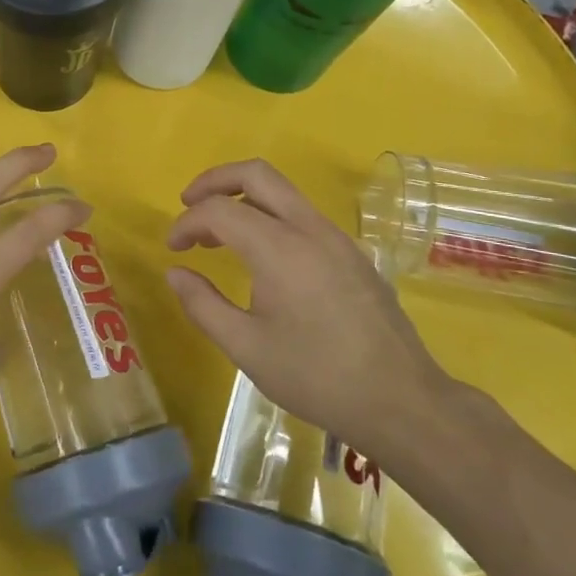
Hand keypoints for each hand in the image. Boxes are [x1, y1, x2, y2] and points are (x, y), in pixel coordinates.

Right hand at [165, 159, 451, 461]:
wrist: (402, 401)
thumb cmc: (317, 377)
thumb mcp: (246, 348)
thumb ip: (203, 305)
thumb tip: (176, 272)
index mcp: (279, 248)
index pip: (219, 210)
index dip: (187, 223)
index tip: (172, 249)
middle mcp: (309, 228)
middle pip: (256, 173)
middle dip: (214, 180)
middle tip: (188, 205)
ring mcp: (336, 237)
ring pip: (282, 191)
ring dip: (242, 198)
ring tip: (218, 233)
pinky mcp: (352, 253)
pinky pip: (302, 214)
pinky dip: (269, 216)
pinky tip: (260, 256)